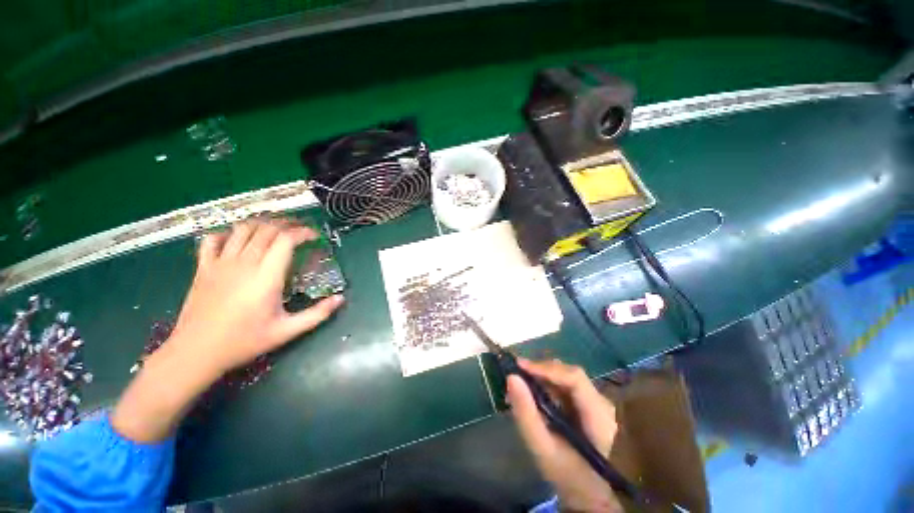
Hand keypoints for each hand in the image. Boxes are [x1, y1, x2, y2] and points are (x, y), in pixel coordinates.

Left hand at [168, 217, 343, 375]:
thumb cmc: (244, 341)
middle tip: (300, 230)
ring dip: (261, 224)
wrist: (195, 352)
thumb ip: (317, 314)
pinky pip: (212, 240)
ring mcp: (220, 263)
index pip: (286, 240)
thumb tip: (341, 299)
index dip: (303, 232)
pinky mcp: (203, 268)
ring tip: (275, 229)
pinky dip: (226, 234)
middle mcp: (244, 263)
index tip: (314, 236)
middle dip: (287, 224)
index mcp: (266, 277)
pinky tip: (236, 239)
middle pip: (266, 230)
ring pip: (242, 229)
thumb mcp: (287, 331)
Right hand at [507, 359, 621, 512]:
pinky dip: (547, 385)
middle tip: (516, 374)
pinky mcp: (589, 404)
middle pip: (570, 374)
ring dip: (542, 377)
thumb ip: (526, 414)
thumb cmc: (567, 477)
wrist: (589, 496)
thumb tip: (511, 377)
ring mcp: (597, 403)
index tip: (519, 366)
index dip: (546, 368)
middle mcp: (602, 403)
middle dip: (541, 371)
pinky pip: (566, 386)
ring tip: (520, 382)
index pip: (574, 378)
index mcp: (599, 416)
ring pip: (566, 377)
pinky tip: (532, 392)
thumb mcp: (542, 449)